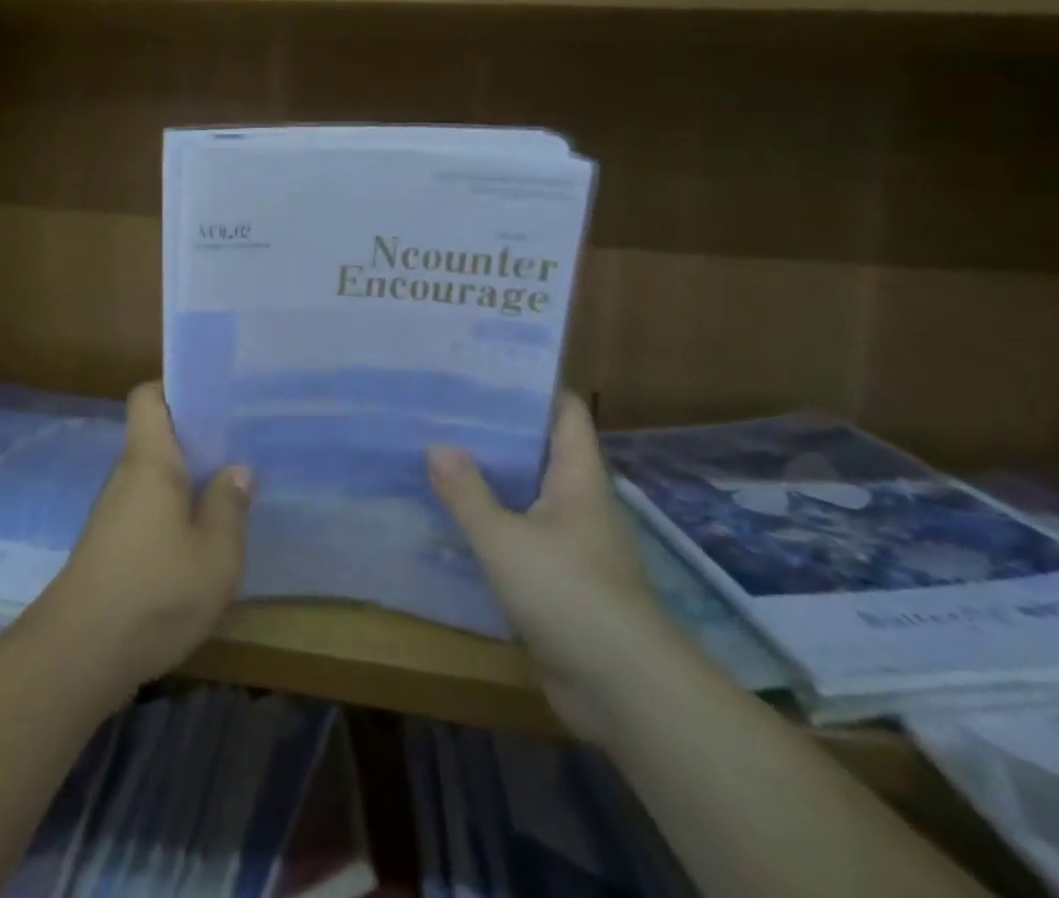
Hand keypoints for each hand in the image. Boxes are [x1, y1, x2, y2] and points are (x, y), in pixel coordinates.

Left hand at [36, 382, 254, 696]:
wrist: (80, 653)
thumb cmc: (155, 591)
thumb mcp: (215, 553)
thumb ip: (228, 505)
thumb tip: (236, 469)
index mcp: (149, 460)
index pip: (148, 397)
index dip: (175, 389)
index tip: (213, 400)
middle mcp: (126, 475)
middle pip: (156, 436)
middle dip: (195, 439)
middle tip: (238, 447)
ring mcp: (113, 511)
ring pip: (153, 476)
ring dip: (186, 480)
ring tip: (228, 490)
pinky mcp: (110, 543)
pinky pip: (146, 507)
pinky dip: (172, 511)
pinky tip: (199, 539)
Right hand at [429, 392, 679, 743]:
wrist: (623, 691)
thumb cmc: (569, 595)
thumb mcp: (504, 539)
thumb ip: (467, 493)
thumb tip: (437, 446)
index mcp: (578, 477)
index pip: (564, 410)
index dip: (530, 385)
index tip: (483, 368)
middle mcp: (578, 501)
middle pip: (537, 448)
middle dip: (493, 429)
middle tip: (441, 407)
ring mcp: (570, 541)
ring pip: (524, 492)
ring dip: (487, 477)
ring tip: (435, 451)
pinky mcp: (558, 578)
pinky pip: (519, 534)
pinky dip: (489, 521)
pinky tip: (450, 516)